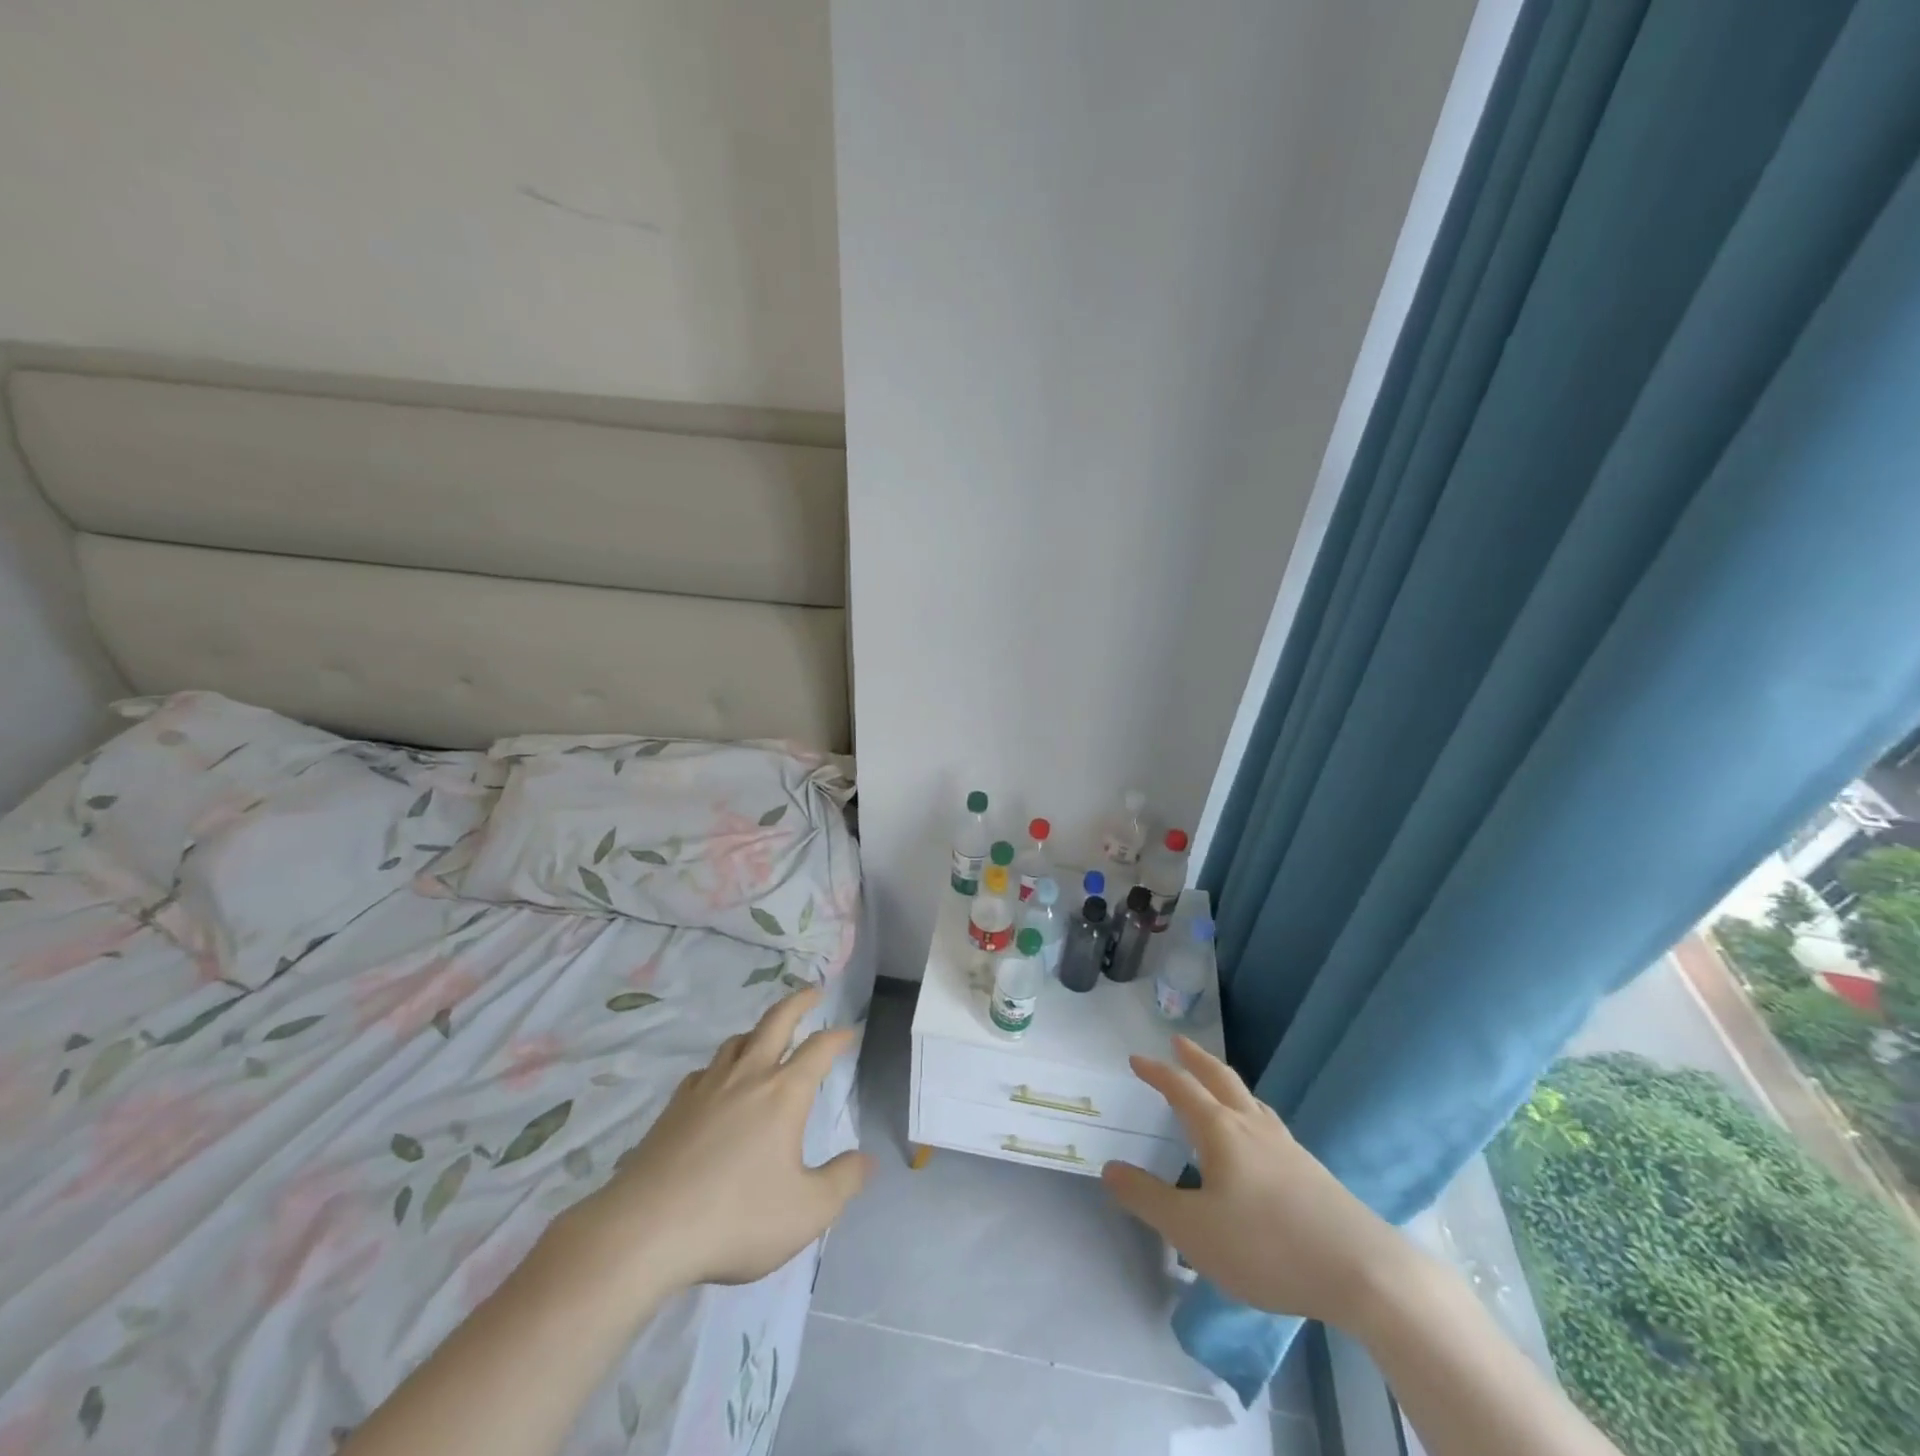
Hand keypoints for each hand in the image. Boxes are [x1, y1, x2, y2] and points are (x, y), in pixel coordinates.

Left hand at [556, 988, 871, 1295]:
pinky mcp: (675, 1108)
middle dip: (799, 1002)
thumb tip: (866, 1159)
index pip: (818, 1049)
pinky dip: (721, 1066)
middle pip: (776, 1022)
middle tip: (813, 991)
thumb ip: (843, 1182)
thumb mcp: (806, 1211)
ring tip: (767, 1035)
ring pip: (737, 1042)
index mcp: (784, 1093)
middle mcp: (747, 1077)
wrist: (645, 1231)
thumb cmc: (736, 1218)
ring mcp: (706, 1088)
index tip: (849, 1031)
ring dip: (758, 1031)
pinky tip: (717, 1083)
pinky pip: (705, 1071)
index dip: (837, 1037)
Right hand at [1101, 1035, 1408, 1324]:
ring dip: (1227, 1083)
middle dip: (1196, 1059)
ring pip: (1251, 1100)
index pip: (1182, 1089)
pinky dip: (1252, 1113)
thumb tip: (1109, 1168)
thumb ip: (1147, 1198)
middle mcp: (1253, 1127)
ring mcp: (1287, 1147)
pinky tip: (1260, 1138)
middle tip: (1179, 1040)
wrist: (1361, 1271)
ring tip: (1218, 1084)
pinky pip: (1271, 1126)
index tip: (1137, 1058)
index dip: (1157, 1072)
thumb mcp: (1192, 1230)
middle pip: (1221, 1079)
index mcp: (1220, 1131)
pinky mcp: (1312, 1172)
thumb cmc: (1265, 1245)